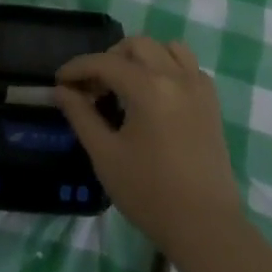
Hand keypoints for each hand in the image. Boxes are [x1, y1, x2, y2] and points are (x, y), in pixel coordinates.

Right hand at [56, 37, 243, 257]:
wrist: (204, 226)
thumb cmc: (149, 193)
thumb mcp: (105, 156)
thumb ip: (81, 115)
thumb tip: (61, 90)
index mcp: (149, 87)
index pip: (105, 62)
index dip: (78, 68)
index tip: (59, 82)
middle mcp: (176, 76)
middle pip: (137, 45)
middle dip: (109, 58)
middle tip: (93, 87)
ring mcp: (198, 86)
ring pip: (167, 48)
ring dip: (141, 57)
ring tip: (126, 84)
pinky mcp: (211, 101)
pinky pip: (188, 66)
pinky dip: (167, 68)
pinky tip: (155, 95)